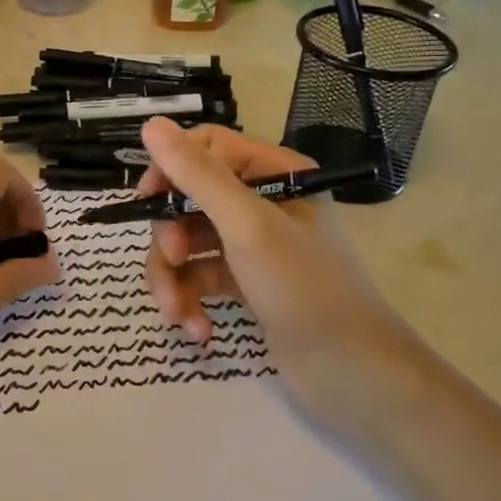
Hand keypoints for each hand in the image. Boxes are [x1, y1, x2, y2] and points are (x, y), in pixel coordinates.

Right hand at [137, 117, 410, 398]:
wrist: (353, 376)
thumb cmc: (305, 289)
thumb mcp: (247, 226)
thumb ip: (198, 176)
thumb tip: (150, 124)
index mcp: (274, 172)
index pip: (205, 148)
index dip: (170, 170)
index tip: (147, 202)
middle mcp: (262, 200)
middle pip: (188, 198)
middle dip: (170, 236)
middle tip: (172, 262)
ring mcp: (252, 243)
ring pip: (187, 241)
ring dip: (172, 277)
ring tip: (176, 313)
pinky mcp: (244, 281)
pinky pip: (199, 276)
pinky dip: (190, 300)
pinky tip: (197, 330)